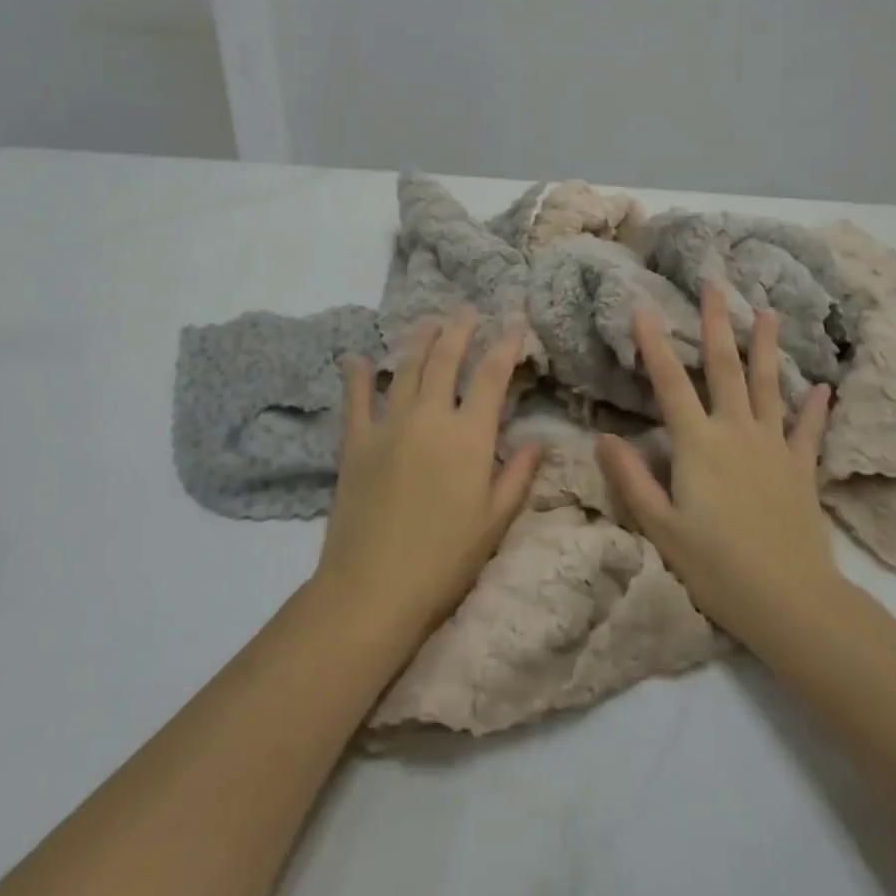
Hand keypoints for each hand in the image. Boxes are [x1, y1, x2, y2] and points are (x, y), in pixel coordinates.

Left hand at [314, 310, 541, 647]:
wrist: (373, 588)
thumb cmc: (445, 559)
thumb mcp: (496, 520)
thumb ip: (519, 474)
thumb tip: (540, 439)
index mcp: (469, 436)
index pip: (491, 376)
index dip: (505, 344)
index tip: (514, 320)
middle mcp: (429, 416)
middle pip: (445, 358)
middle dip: (459, 328)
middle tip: (467, 308)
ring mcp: (388, 424)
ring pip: (406, 368)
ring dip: (420, 340)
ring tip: (430, 320)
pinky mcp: (355, 441)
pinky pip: (355, 399)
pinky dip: (356, 375)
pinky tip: (355, 357)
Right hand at [597, 285, 843, 647]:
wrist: (791, 601)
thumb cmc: (717, 566)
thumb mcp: (661, 528)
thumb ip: (632, 480)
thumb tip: (604, 437)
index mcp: (698, 444)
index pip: (671, 382)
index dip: (655, 343)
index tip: (644, 306)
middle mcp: (736, 432)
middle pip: (725, 367)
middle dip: (718, 322)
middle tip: (716, 284)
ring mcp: (773, 446)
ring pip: (767, 386)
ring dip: (767, 347)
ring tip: (769, 312)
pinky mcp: (800, 468)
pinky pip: (808, 430)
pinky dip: (814, 408)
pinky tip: (822, 387)